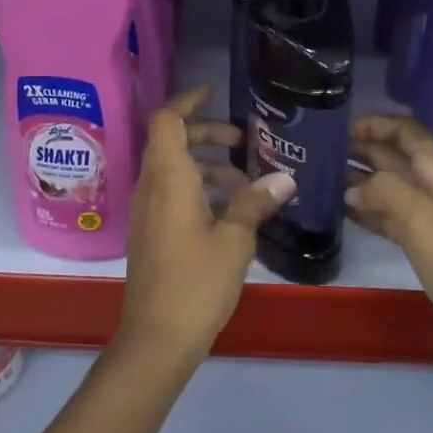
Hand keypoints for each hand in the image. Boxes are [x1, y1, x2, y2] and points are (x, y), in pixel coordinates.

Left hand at [119, 87, 295, 366]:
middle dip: (206, 135)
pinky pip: (171, 195)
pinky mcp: (150, 234)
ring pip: (173, 171)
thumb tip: (285, 178)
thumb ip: (255, 203)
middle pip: (171, 143)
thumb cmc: (196, 282)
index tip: (213, 94)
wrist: (156, 338)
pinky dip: (198, 190)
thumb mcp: (234, 240)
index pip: (167, 121)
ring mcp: (147, 212)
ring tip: (246, 183)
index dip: (187, 102)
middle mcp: (150, 188)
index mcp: (168, 179)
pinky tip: (229, 212)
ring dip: (206, 167)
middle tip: (242, 142)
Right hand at [344, 115, 432, 386]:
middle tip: (319, 150)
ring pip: (388, 187)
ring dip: (358, 180)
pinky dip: (365, 211)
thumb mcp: (421, 217)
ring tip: (320, 176)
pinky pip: (388, 217)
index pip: (406, 132)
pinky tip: (339, 211)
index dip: (376, 123)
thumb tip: (352, 188)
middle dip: (360, 149)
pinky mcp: (422, 244)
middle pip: (394, 157)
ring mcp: (428, 217)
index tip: (339, 125)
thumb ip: (384, 191)